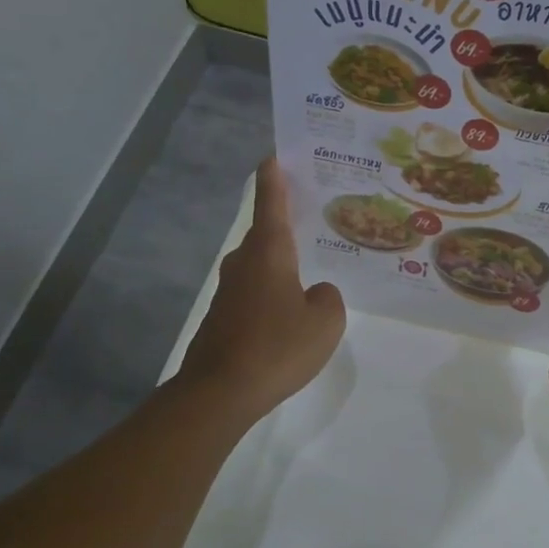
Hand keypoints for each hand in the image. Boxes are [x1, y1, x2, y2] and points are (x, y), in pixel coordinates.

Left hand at [178, 158, 344, 423]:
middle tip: (313, 219)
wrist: (220, 392)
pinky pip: (253, 293)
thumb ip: (328, 298)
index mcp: (269, 253)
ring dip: (280, 264)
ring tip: (308, 271)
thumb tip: (315, 293)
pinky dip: (271, 293)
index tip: (274, 155)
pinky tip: (288, 315)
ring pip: (259, 266)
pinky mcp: (222, 318)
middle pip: (265, 234)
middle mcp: (244, 263)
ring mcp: (228, 292)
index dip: (274, 178)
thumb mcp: (325, 322)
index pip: (271, 203)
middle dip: (285, 224)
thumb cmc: (277, 347)